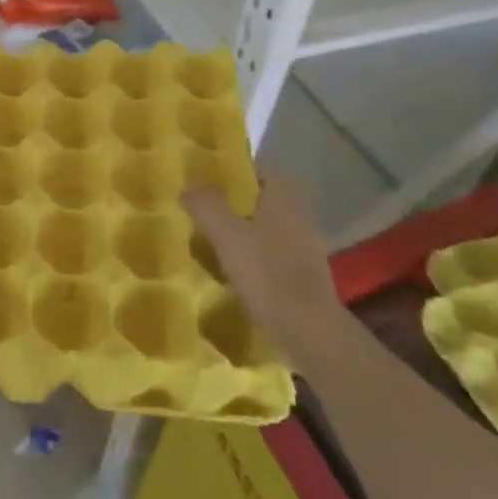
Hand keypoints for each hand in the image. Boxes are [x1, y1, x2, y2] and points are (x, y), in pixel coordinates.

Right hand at [182, 172, 344, 366]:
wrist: (309, 329)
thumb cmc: (267, 273)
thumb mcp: (226, 234)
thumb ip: (206, 205)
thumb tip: (189, 187)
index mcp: (284, 194)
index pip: (254, 169)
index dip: (227, 172)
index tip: (201, 181)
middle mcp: (299, 211)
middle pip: (258, 197)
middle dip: (231, 202)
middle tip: (199, 210)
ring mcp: (305, 242)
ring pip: (265, 225)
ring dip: (241, 229)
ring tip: (209, 240)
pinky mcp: (304, 271)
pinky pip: (271, 251)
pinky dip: (252, 254)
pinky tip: (232, 269)